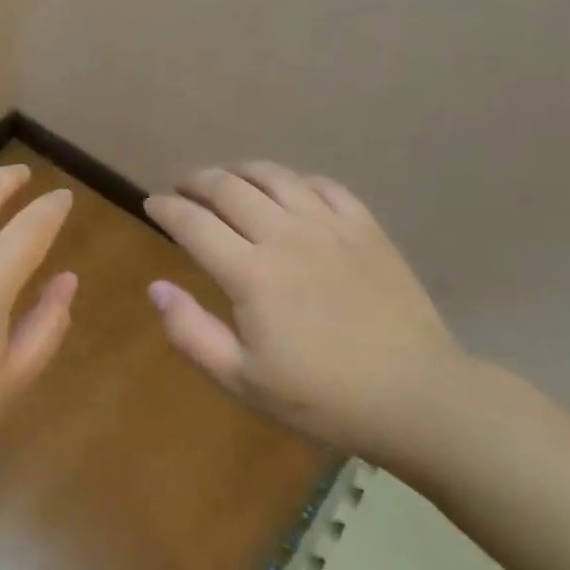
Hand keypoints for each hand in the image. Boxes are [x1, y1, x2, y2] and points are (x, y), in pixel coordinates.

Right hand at [144, 162, 465, 461]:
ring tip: (225, 180)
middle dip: (195, 181)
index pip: (192, 222)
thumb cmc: (323, 398)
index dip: (165, 208)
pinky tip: (287, 190)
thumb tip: (156, 288)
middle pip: (227, 187)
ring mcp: (329, 225)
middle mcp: (285, 235)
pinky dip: (293, 180)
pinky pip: (322, 184)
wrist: (418, 398)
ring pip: (273, 176)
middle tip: (182, 188)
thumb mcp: (244, 381)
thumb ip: (192, 333)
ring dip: (239, 171)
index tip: (151, 204)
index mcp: (251, 273)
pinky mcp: (365, 227)